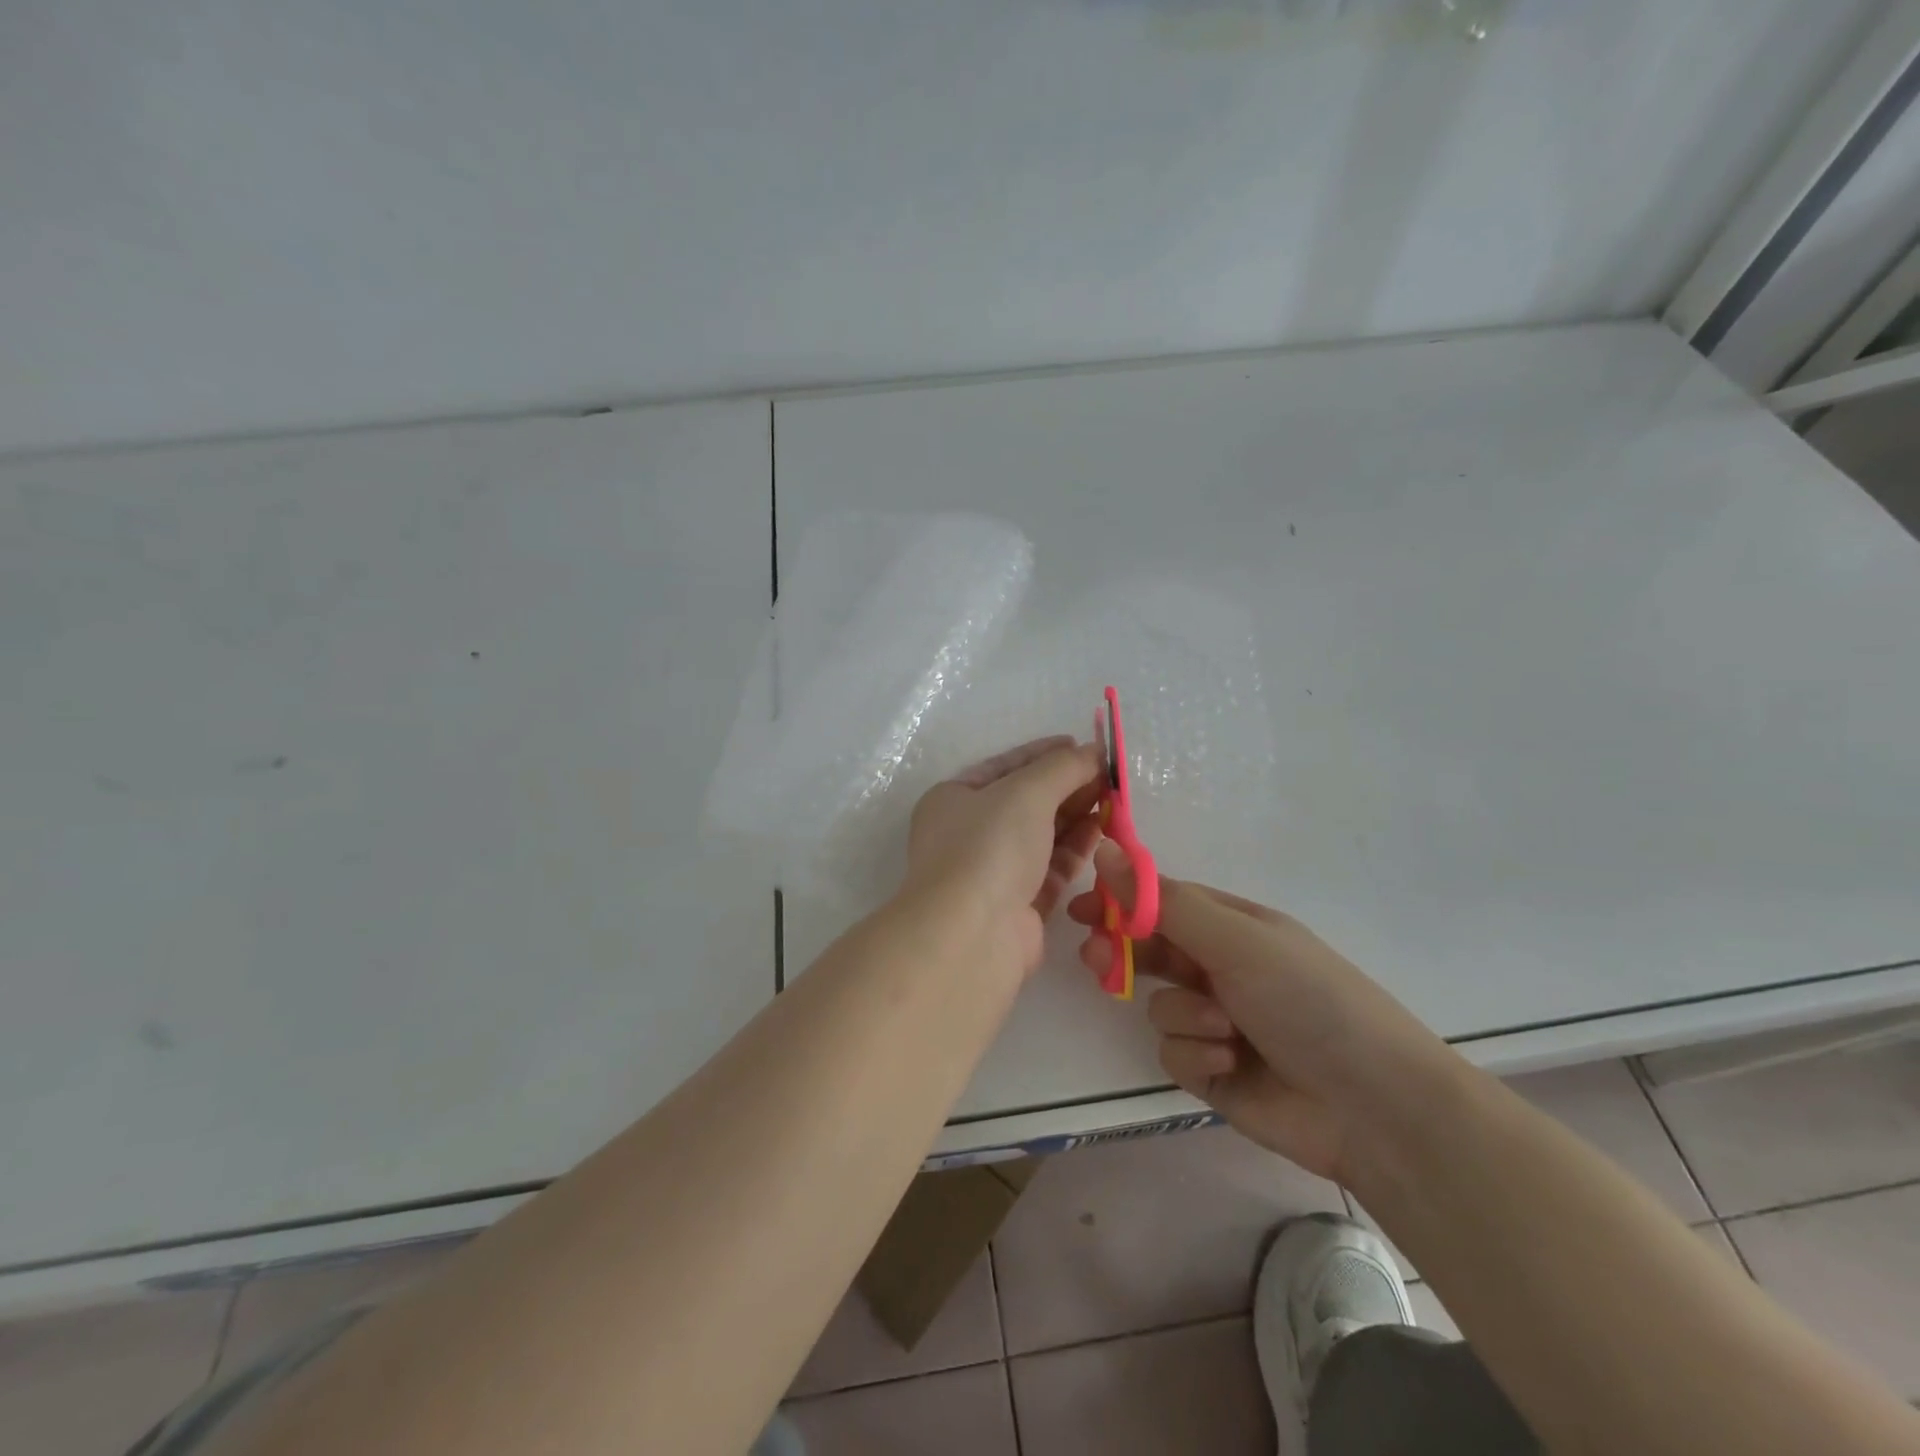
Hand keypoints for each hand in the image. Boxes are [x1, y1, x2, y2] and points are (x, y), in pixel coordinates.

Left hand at [904, 736, 1105, 977]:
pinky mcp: (1018, 905)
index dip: (1042, 753)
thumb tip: (1093, 751)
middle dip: (1066, 785)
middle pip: (1025, 801)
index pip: (1003, 766)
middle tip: (1108, 774)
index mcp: (952, 799)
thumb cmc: (988, 847)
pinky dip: (1076, 848)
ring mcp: (992, 871)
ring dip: (1076, 815)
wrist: (972, 935)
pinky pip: (1051, 867)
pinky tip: (1103, 830)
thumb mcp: (1025, 792)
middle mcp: (968, 833)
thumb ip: (1062, 767)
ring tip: (1114, 799)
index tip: (1081, 745)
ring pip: (1041, 835)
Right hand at [1068, 846, 1458, 1183]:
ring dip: (1185, 1015)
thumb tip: (1105, 850)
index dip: (1121, 902)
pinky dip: (1197, 1054)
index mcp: (1233, 927)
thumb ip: (1164, 903)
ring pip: (1160, 1006)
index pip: (1163, 902)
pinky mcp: (1213, 1070)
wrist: (1373, 1106)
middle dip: (1125, 956)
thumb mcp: (1236, 941)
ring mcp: (1218, 1021)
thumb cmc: (1308, 1000)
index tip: (1083, 909)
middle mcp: (1222, 968)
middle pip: (1151, 952)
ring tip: (1224, 1029)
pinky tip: (1229, 1062)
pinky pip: (1174, 1052)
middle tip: (1098, 960)